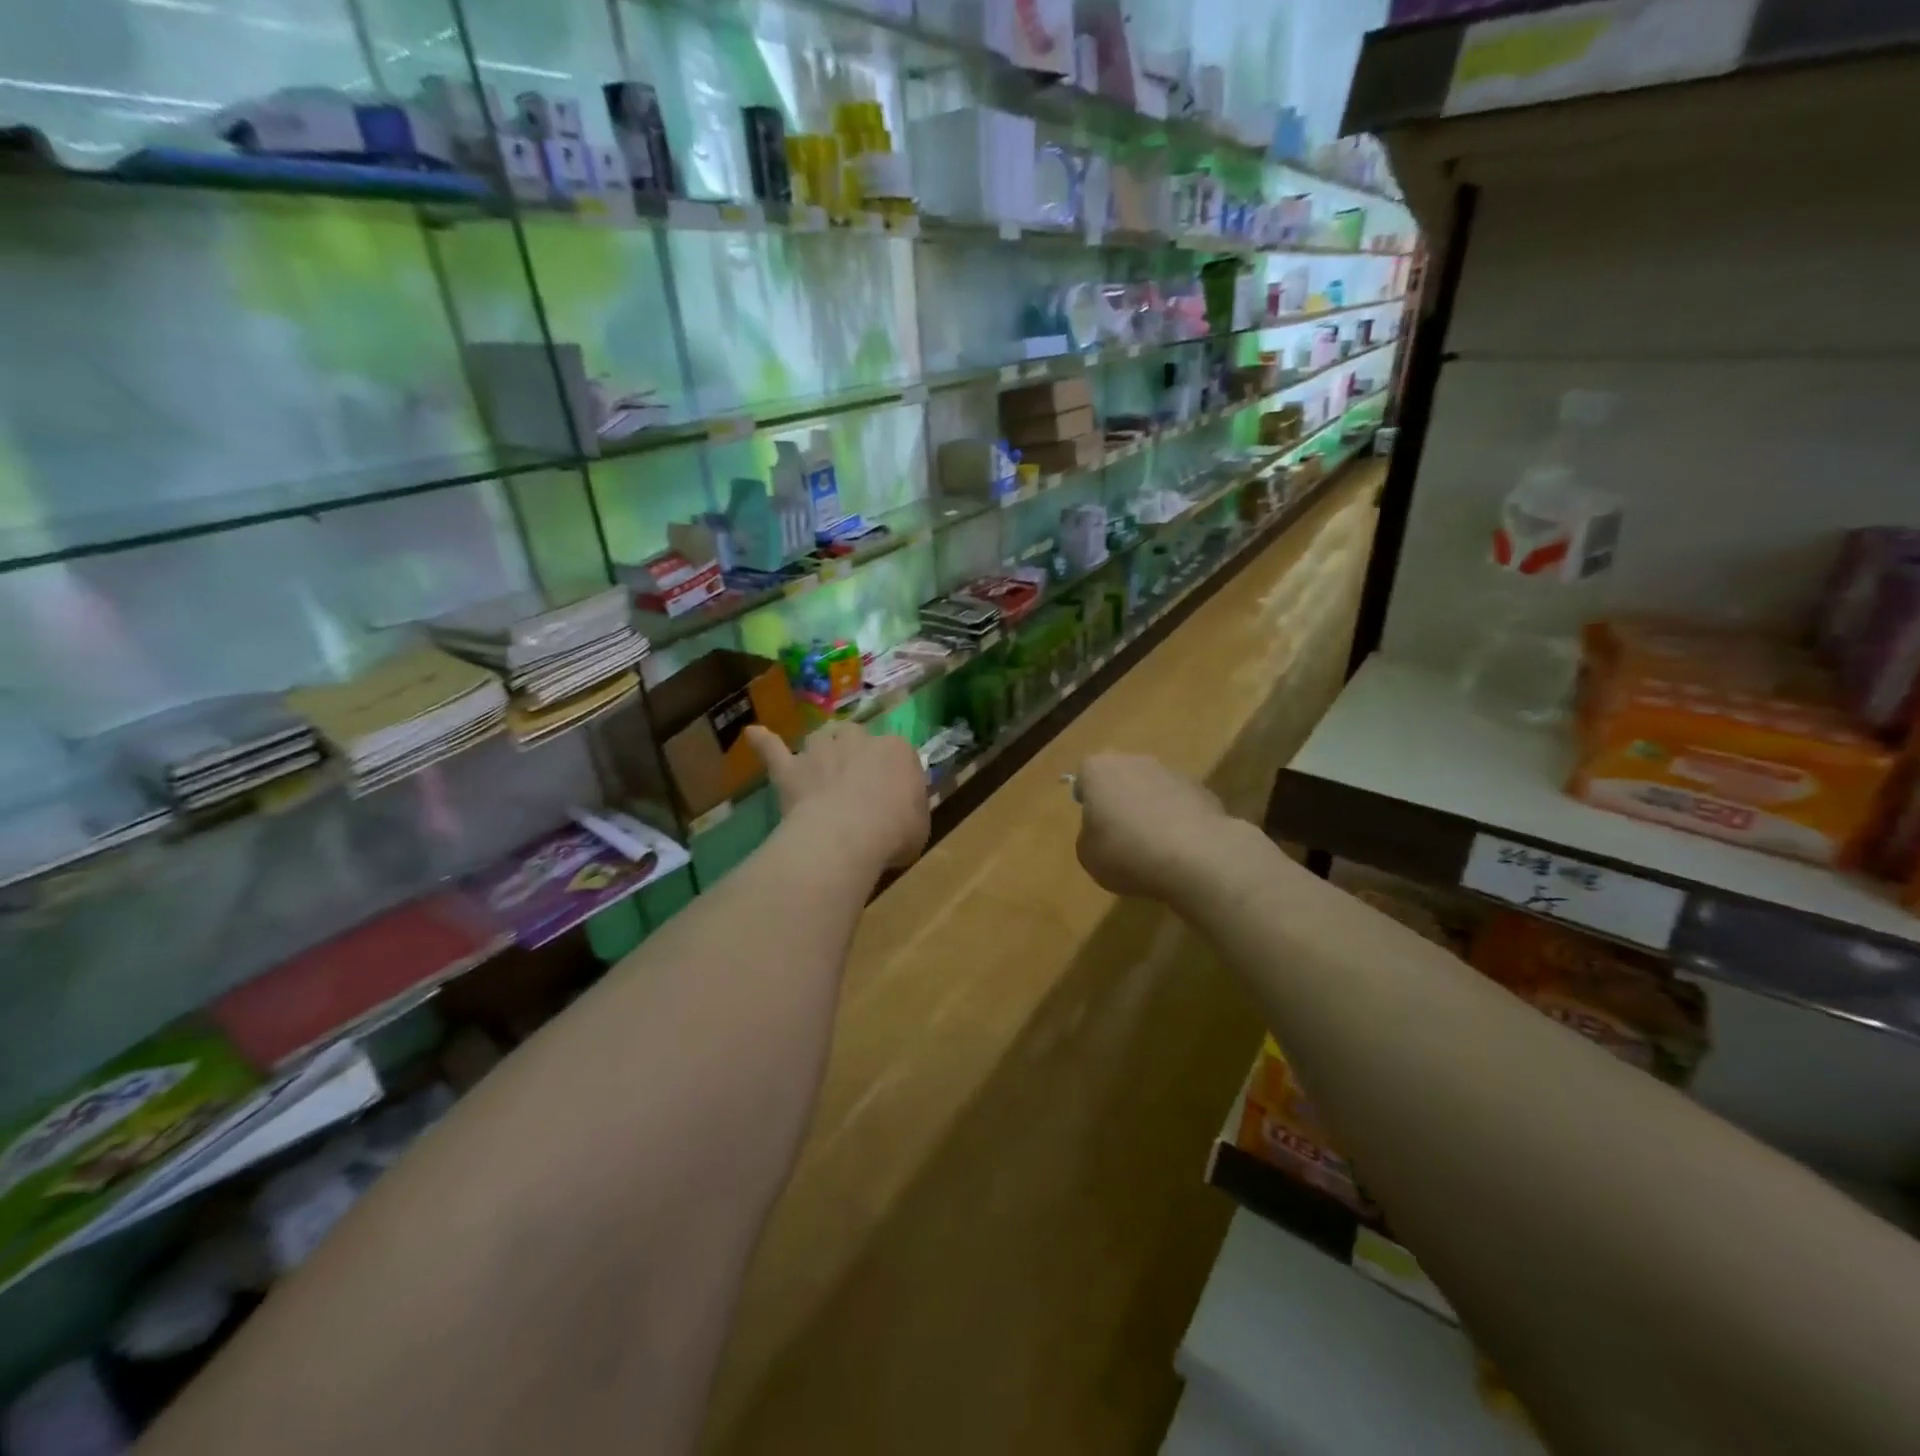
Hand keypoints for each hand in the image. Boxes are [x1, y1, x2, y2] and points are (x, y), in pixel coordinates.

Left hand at [747, 722, 929, 873]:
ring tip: (821, 769)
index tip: (892, 796)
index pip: (898, 753)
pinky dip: (764, 742)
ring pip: (821, 737)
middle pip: (857, 737)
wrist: (847, 836)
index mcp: (898, 750)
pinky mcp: (791, 768)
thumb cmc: (894, 832)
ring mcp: (821, 750)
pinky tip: (753, 733)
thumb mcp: (921, 826)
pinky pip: (773, 749)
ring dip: (822, 750)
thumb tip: (906, 811)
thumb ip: (912, 811)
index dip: (893, 774)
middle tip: (856, 783)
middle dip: (856, 754)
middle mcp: (860, 739)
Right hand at [1073, 752, 1234, 904]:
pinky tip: (1180, 849)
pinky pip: (1180, 805)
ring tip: (1154, 847)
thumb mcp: (1088, 856)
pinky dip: (1178, 821)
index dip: (1088, 800)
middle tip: (1121, 835)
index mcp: (1099, 770)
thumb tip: (1102, 833)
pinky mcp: (1203, 791)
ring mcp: (1172, 773)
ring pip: (1153, 789)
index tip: (1094, 824)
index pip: (1085, 777)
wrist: (1196, 857)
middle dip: (1121, 801)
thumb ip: (1089, 837)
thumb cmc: (1128, 852)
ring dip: (1151, 809)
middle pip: (1121, 778)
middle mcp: (1135, 761)